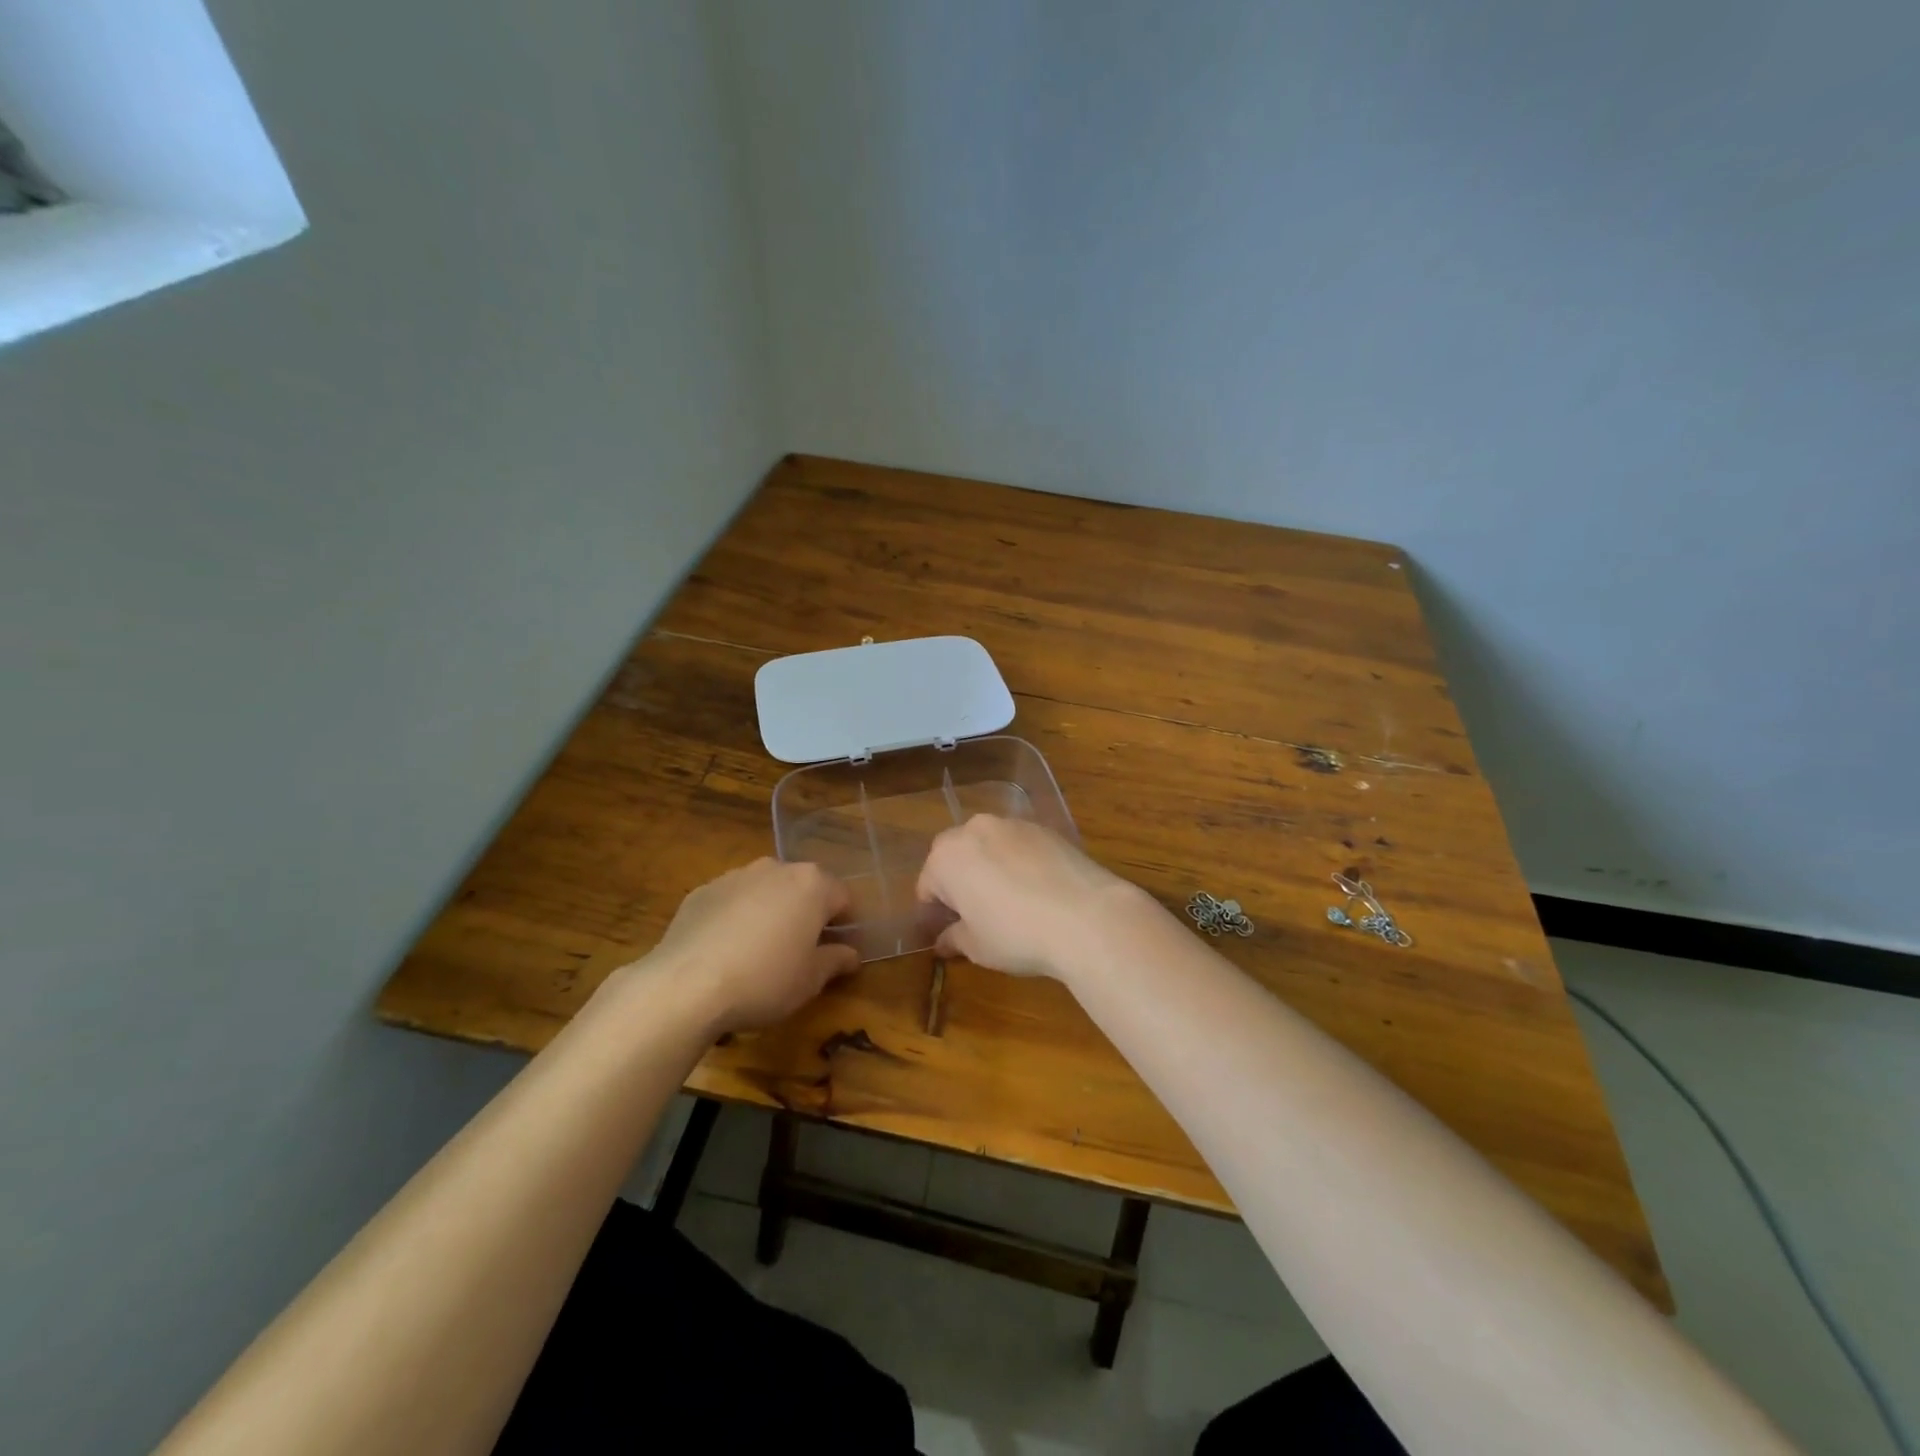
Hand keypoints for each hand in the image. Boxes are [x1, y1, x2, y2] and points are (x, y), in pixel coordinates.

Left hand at [646, 859, 858, 1033]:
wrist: (685, 985)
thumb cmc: (764, 980)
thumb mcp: (810, 980)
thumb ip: (836, 961)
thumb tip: (851, 955)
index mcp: (812, 885)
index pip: (843, 898)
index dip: (846, 925)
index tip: (839, 951)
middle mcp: (776, 869)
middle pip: (804, 888)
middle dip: (807, 914)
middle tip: (802, 952)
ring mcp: (736, 876)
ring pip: (766, 891)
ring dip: (772, 912)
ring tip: (760, 952)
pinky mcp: (702, 891)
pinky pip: (732, 901)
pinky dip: (736, 918)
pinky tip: (726, 952)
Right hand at [916, 815, 1151, 979]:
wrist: (1087, 916)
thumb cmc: (1017, 934)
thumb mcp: (977, 946)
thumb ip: (954, 938)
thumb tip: (943, 941)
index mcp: (946, 857)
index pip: (927, 886)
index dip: (935, 912)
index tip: (948, 932)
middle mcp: (975, 829)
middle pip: (955, 856)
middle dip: (959, 881)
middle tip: (976, 915)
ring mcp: (1013, 824)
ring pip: (988, 846)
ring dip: (989, 867)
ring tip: (1010, 901)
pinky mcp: (1045, 828)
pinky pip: (1019, 845)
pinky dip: (1019, 862)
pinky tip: (1037, 890)